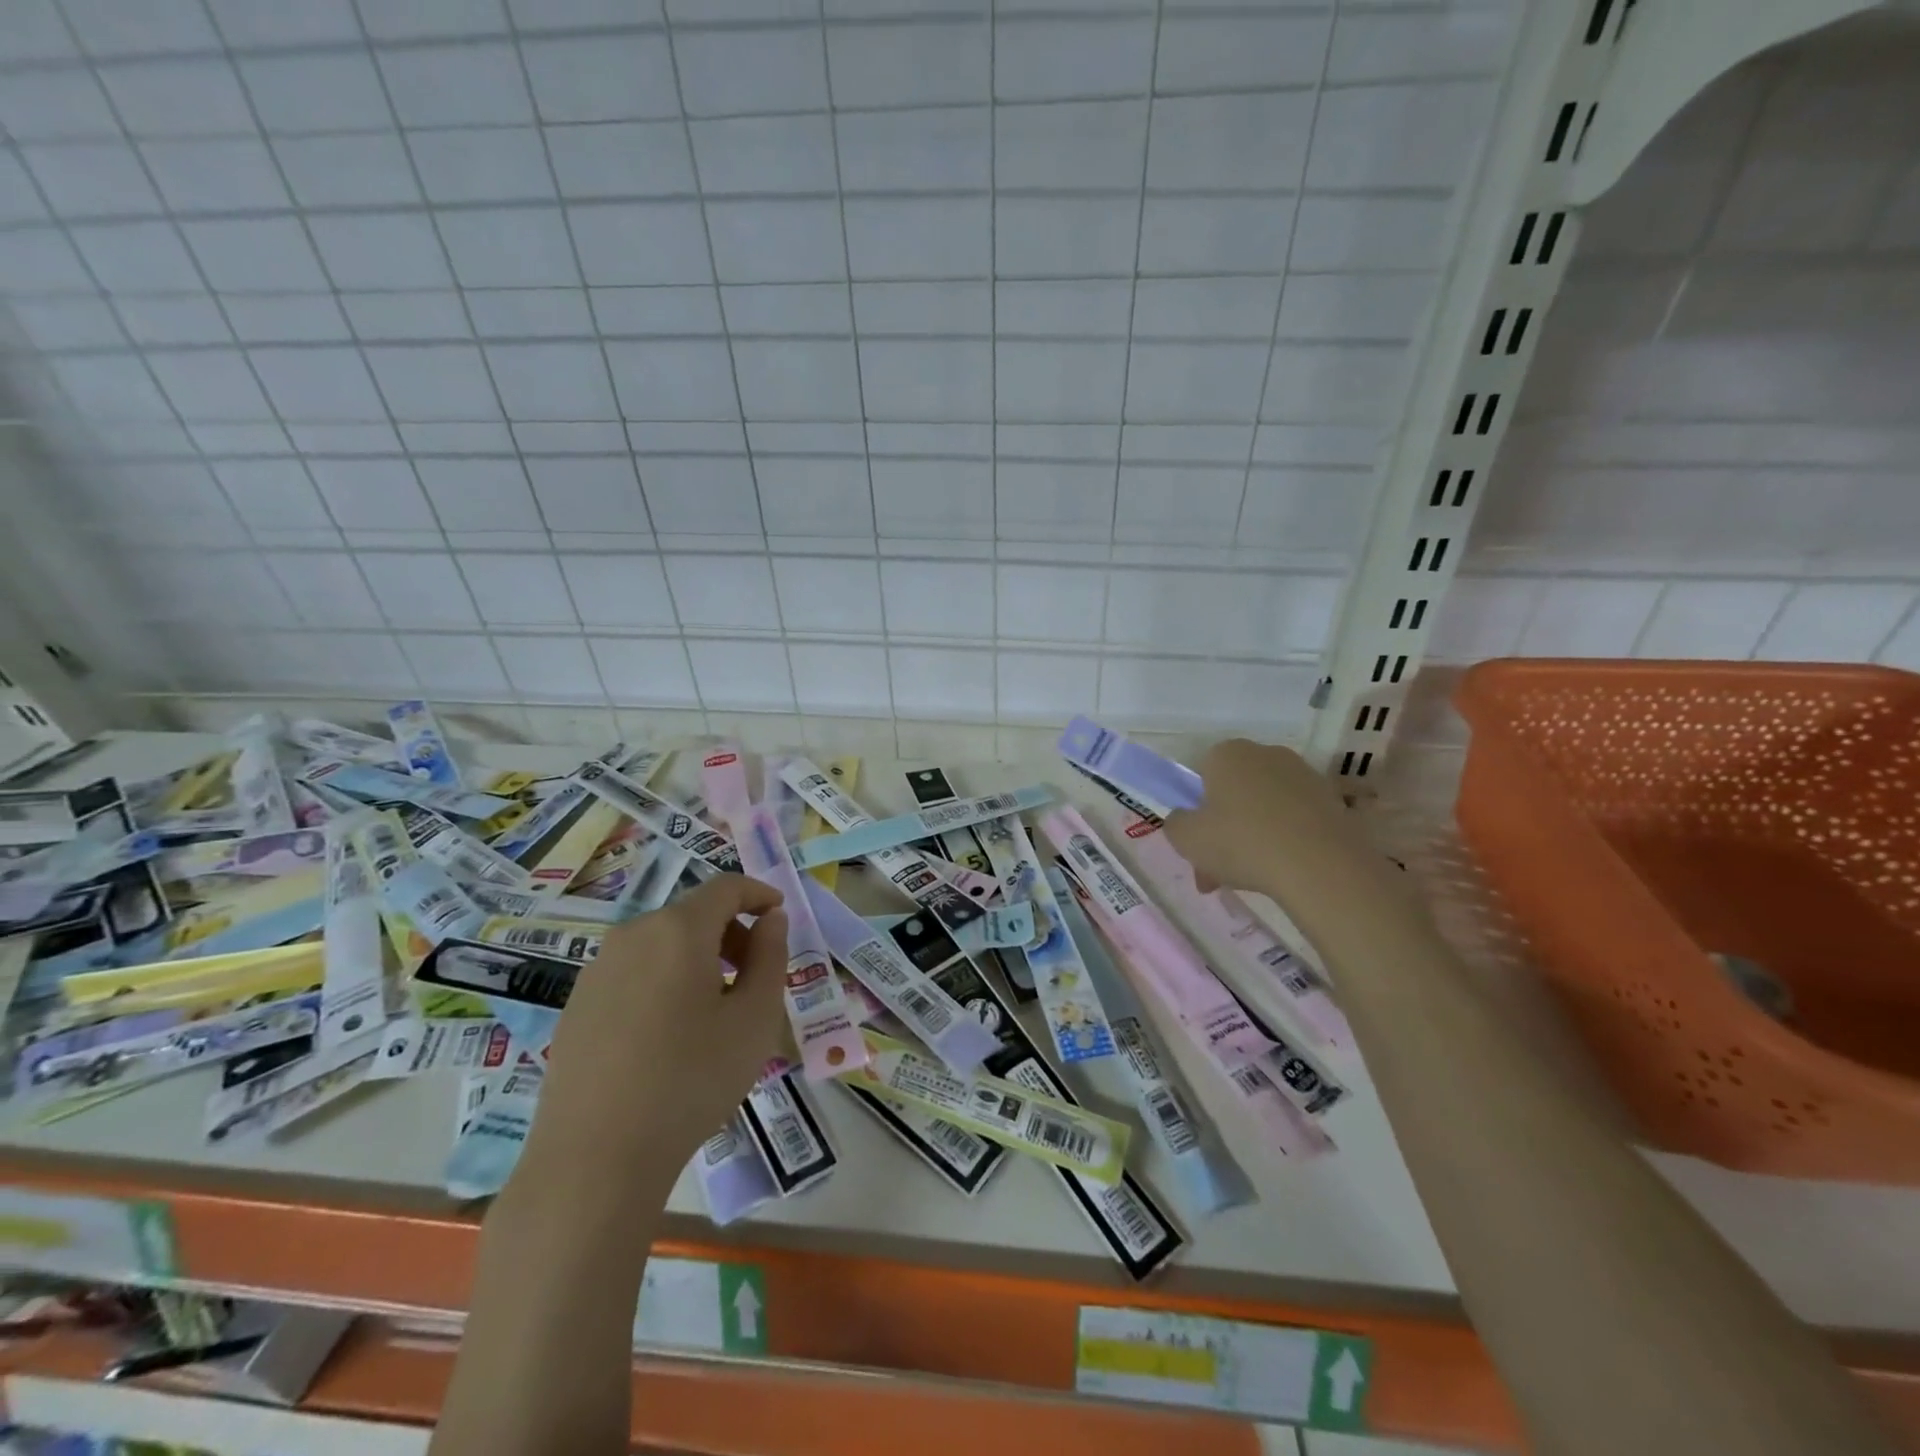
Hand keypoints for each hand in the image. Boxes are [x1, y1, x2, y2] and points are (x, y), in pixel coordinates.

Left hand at [531, 875, 790, 1178]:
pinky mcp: (578, 1004)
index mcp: (679, 929)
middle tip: (755, 975)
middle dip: (731, 932)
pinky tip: (670, 1034)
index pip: (726, 887)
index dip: (759, 893)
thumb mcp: (754, 1018)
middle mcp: (633, 935)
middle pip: (693, 914)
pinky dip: (665, 980)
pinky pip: (634, 972)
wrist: (594, 1159)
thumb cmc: (691, 1080)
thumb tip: (771, 919)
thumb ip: (771, 957)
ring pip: (662, 944)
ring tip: (716, 1009)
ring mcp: (598, 969)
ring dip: (698, 958)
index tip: (780, 915)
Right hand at [1163, 738, 1362, 893]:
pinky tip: (1285, 872)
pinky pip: (1296, 820)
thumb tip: (1185, 820)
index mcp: (1228, 753)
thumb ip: (1176, 824)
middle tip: (1219, 871)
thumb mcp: (1186, 839)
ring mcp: (1305, 775)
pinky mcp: (1333, 800)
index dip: (1196, 812)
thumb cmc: (1242, 843)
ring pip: (1265, 808)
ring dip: (1255, 837)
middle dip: (1224, 829)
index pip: (1202, 775)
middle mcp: (1267, 754)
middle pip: (1234, 792)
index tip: (1197, 846)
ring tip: (1253, 879)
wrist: (1322, 867)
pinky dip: (1287, 840)